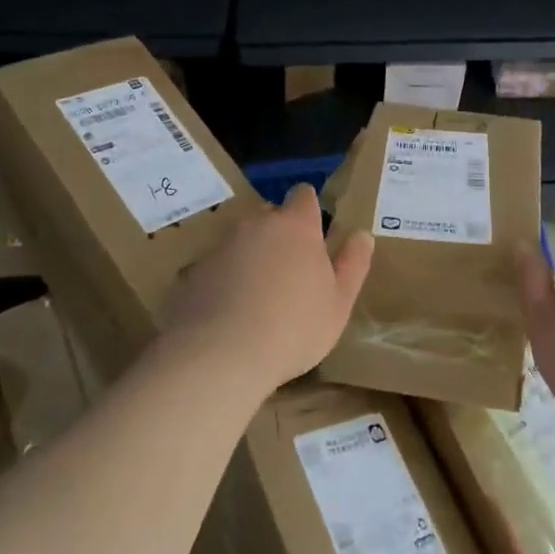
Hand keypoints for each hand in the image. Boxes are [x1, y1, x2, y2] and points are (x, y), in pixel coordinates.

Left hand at [160, 184, 373, 392]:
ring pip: (241, 242)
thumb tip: (362, 235)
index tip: (314, 233)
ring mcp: (220, 246)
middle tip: (289, 272)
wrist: (219, 357)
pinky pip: (216, 268)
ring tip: (256, 297)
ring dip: (250, 258)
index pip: (304, 196)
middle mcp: (256, 225)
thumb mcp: (338, 303)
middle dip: (278, 235)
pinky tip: (229, 314)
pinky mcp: (192, 272)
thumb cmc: (293, 328)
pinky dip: (224, 281)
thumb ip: (353, 265)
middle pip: (269, 217)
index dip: (309, 210)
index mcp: (296, 226)